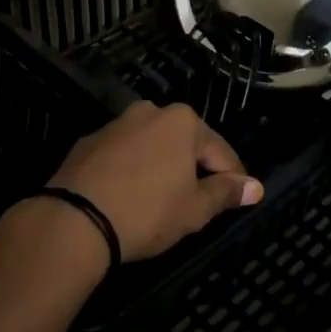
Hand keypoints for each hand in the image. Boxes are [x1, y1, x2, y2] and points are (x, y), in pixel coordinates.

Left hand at [43, 101, 262, 260]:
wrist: (75, 219)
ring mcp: (116, 124)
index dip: (233, 179)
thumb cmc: (147, 212)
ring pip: (152, 146)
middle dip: (194, 170)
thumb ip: (225, 194)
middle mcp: (149, 112)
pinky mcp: (89, 142)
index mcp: (181, 121)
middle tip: (198, 204)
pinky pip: (123, 155)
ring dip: (162, 168)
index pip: (220, 151)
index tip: (239, 200)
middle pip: (184, 143)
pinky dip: (132, 170)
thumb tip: (255, 186)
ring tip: (162, 201)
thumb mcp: (194, 209)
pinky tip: (129, 196)